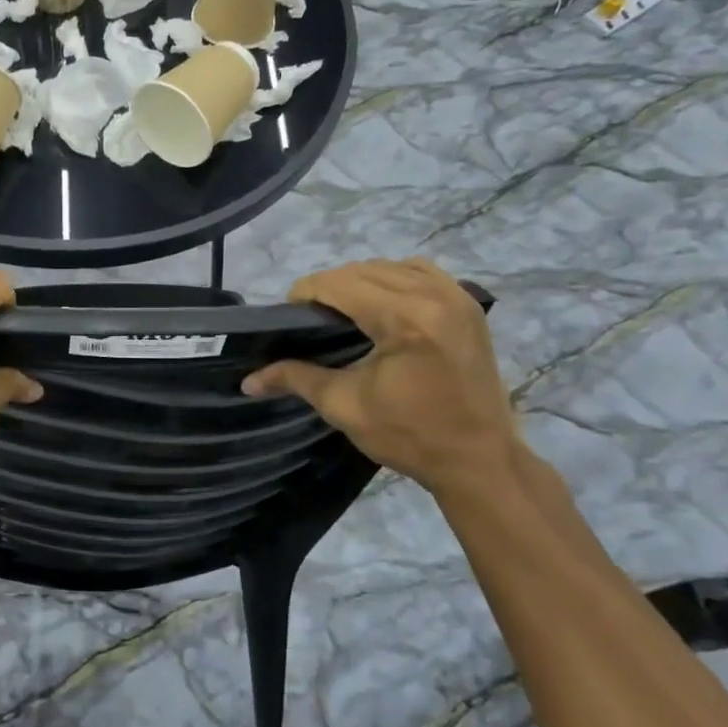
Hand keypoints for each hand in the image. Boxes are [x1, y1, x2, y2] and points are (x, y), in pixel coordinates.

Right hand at [241, 259, 520, 498]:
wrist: (480, 460)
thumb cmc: (410, 436)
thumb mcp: (344, 406)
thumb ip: (295, 379)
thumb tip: (247, 380)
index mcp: (405, 319)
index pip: (339, 284)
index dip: (305, 293)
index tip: (287, 315)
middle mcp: (434, 295)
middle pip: (363, 270)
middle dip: (329, 287)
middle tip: (309, 318)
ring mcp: (456, 296)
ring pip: (391, 266)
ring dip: (360, 280)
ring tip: (342, 310)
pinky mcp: (468, 305)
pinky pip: (421, 272)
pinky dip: (393, 279)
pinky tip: (381, 305)